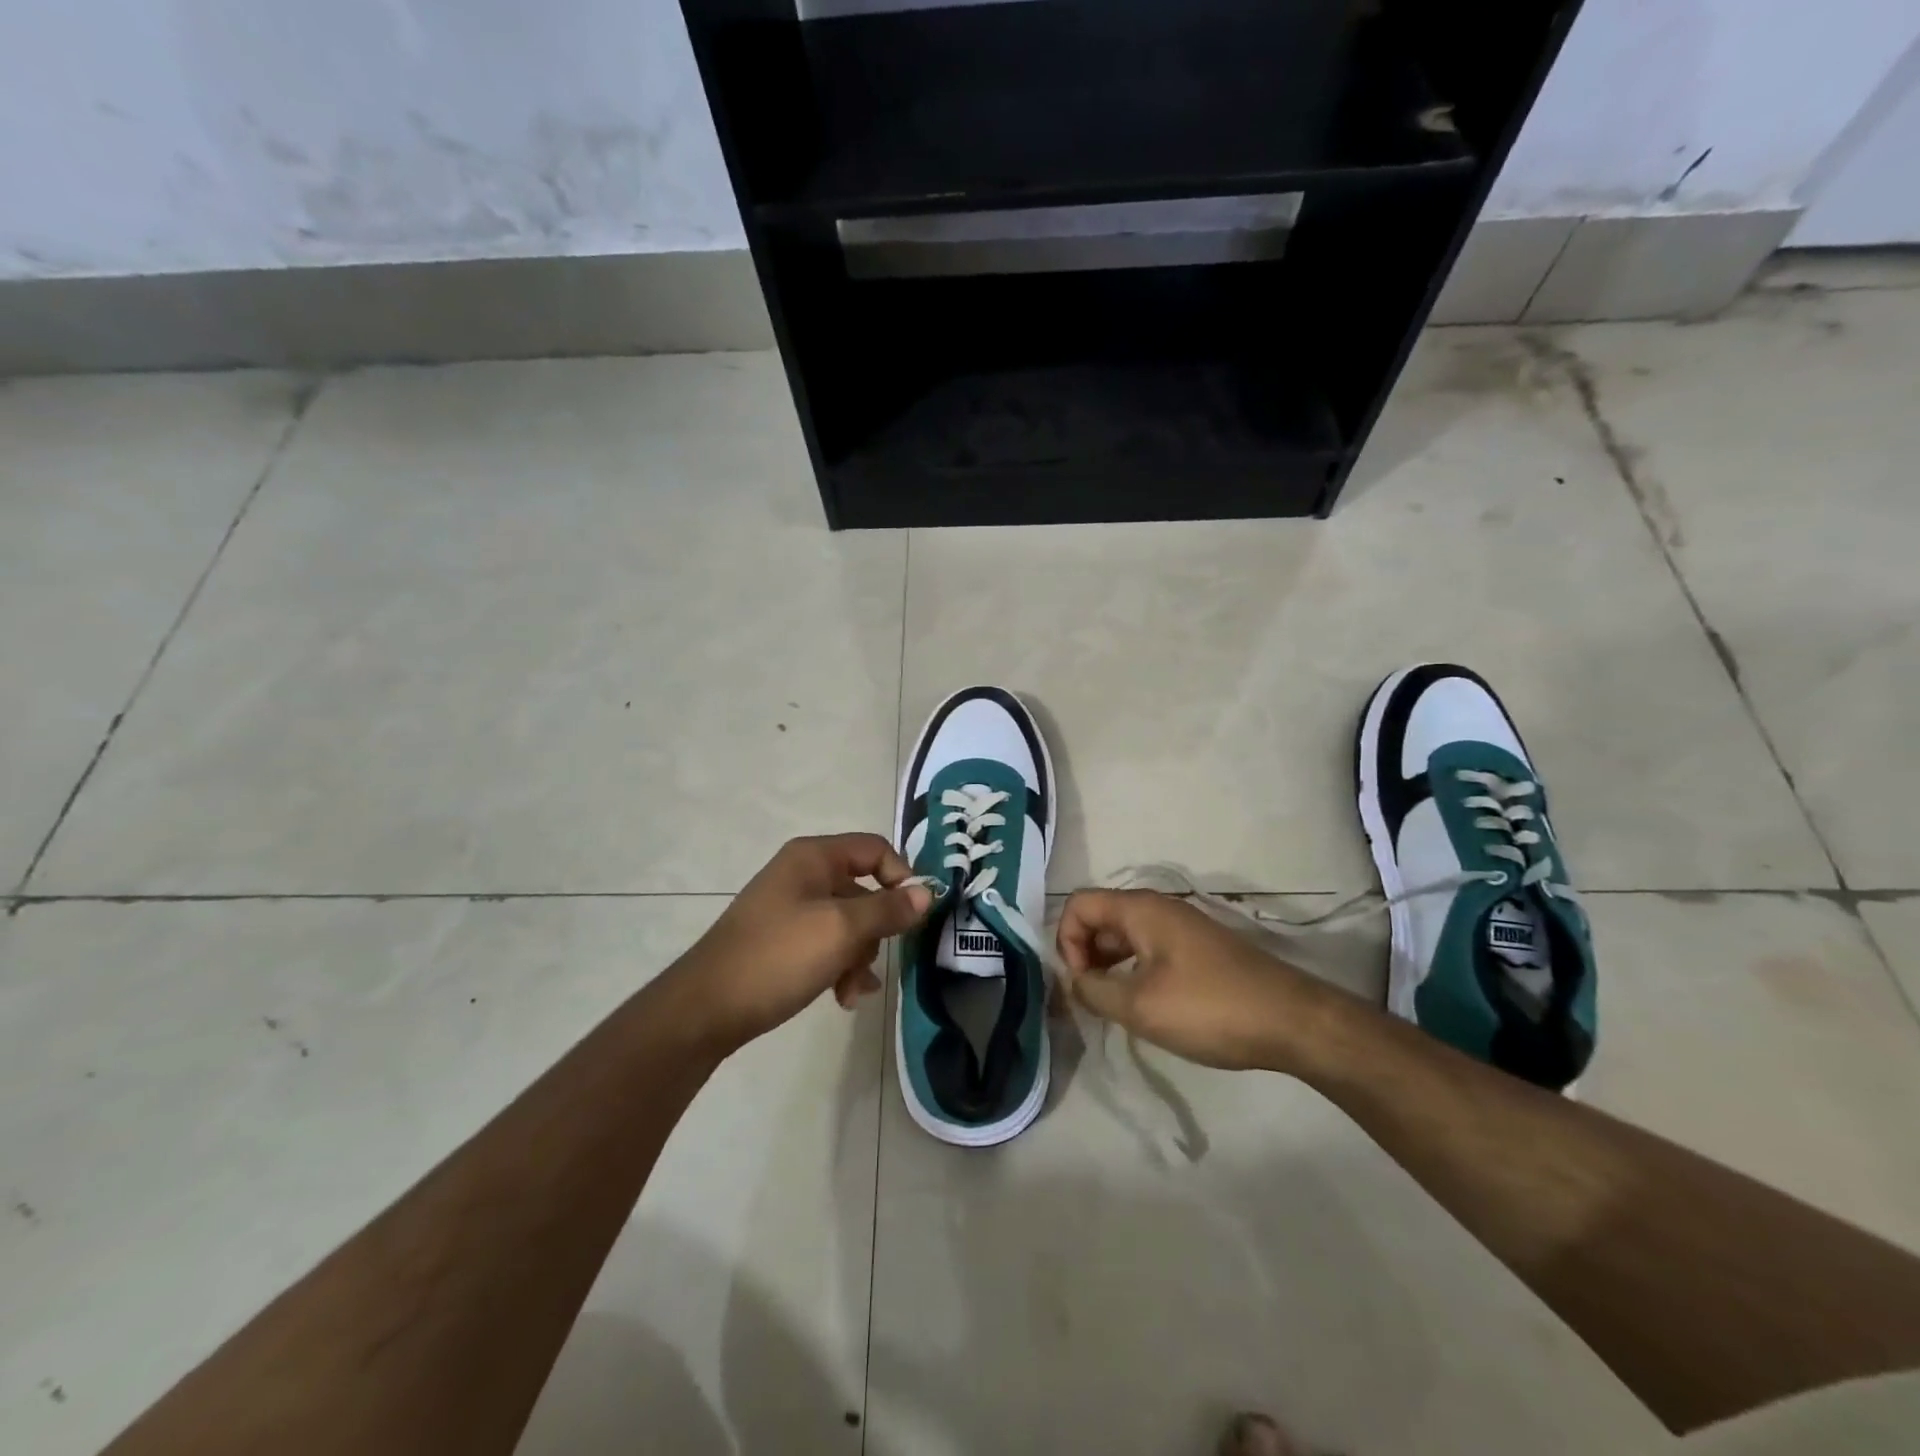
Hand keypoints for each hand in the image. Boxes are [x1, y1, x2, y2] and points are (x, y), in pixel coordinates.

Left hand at [671, 833, 931, 1053]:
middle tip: (875, 961)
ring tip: (852, 992)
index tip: (913, 915)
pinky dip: (839, 967)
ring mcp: (790, 908)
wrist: (706, 1009)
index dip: (900, 877)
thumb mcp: (841, 930)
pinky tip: (841, 998)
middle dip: (876, 930)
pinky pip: (826, 944)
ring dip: (859, 956)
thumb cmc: (778, 957)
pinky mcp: (782, 940)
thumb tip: (928, 892)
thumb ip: (888, 910)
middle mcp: (802, 875)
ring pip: (847, 923)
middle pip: (863, 889)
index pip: (875, 849)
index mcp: (814, 858)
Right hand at [1055, 889, 1326, 1070]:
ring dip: (1109, 966)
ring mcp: (1181, 928)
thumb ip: (1094, 990)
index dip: (1066, 941)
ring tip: (1114, 1007)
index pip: (1079, 905)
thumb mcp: (1140, 1006)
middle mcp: (1158, 908)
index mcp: (1140, 909)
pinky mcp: (1198, 950)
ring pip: (1125, 936)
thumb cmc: (1209, 1008)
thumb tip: (1075, 981)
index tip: (1080, 983)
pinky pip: (1149, 950)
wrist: (1292, 1021)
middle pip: (1100, 918)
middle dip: (1085, 955)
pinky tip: (1145, 1006)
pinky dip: (1134, 971)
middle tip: (1092, 1000)